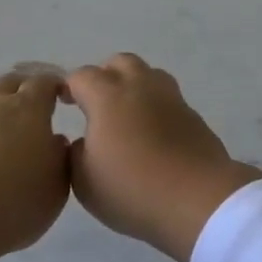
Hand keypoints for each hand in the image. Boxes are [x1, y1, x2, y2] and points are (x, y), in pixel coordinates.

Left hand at [0, 71, 70, 261]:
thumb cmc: (12, 202)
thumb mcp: (55, 188)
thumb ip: (60, 158)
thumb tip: (55, 141)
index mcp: (28, 109)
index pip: (44, 82)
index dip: (54, 86)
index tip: (60, 97)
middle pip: (8, 81)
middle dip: (20, 89)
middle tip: (26, 107)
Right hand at [64, 54, 261, 261]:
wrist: (197, 198)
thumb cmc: (132, 188)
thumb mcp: (84, 181)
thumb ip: (75, 155)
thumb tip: (81, 142)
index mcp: (108, 96)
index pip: (82, 76)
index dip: (70, 86)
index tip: (64, 103)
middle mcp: (140, 86)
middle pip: (120, 63)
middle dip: (105, 76)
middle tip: (97, 104)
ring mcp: (170, 97)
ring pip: (149, 74)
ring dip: (134, 86)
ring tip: (127, 114)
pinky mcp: (192, 114)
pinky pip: (168, 99)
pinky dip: (156, 107)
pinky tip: (152, 132)